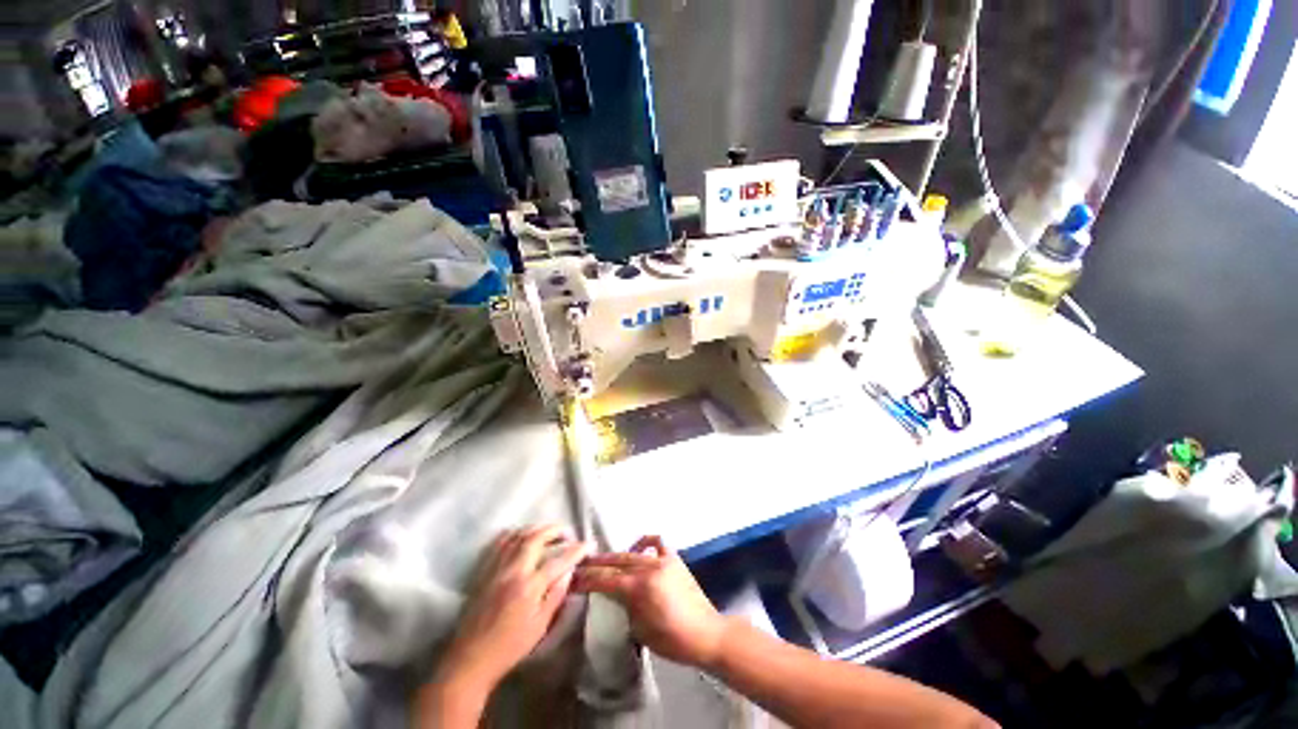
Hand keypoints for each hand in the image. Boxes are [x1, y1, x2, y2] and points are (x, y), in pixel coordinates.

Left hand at [437, 525, 588, 689]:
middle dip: (554, 530)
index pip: (558, 561)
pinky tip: (521, 535)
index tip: (589, 545)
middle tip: (567, 532)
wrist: (470, 659)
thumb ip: (556, 596)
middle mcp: (512, 572)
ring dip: (536, 528)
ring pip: (517, 536)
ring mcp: (496, 569)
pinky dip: (514, 533)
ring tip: (548, 531)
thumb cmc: (509, 647)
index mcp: (529, 588)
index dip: (576, 550)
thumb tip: (569, 571)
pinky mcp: (483, 571)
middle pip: (535, 539)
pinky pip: (499, 543)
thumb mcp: (540, 627)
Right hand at [573, 536, 729, 669]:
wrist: (706, 633)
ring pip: (632, 552)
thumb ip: (625, 607)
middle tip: (580, 565)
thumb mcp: (640, 630)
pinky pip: (657, 542)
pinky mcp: (674, 558)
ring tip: (602, 559)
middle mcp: (649, 568)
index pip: (607, 580)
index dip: (588, 579)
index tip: (573, 578)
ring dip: (615, 555)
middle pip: (616, 562)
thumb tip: (615, 595)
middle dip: (596, 564)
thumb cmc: (672, 640)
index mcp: (640, 588)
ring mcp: (663, 560)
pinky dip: (645, 542)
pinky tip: (638, 548)